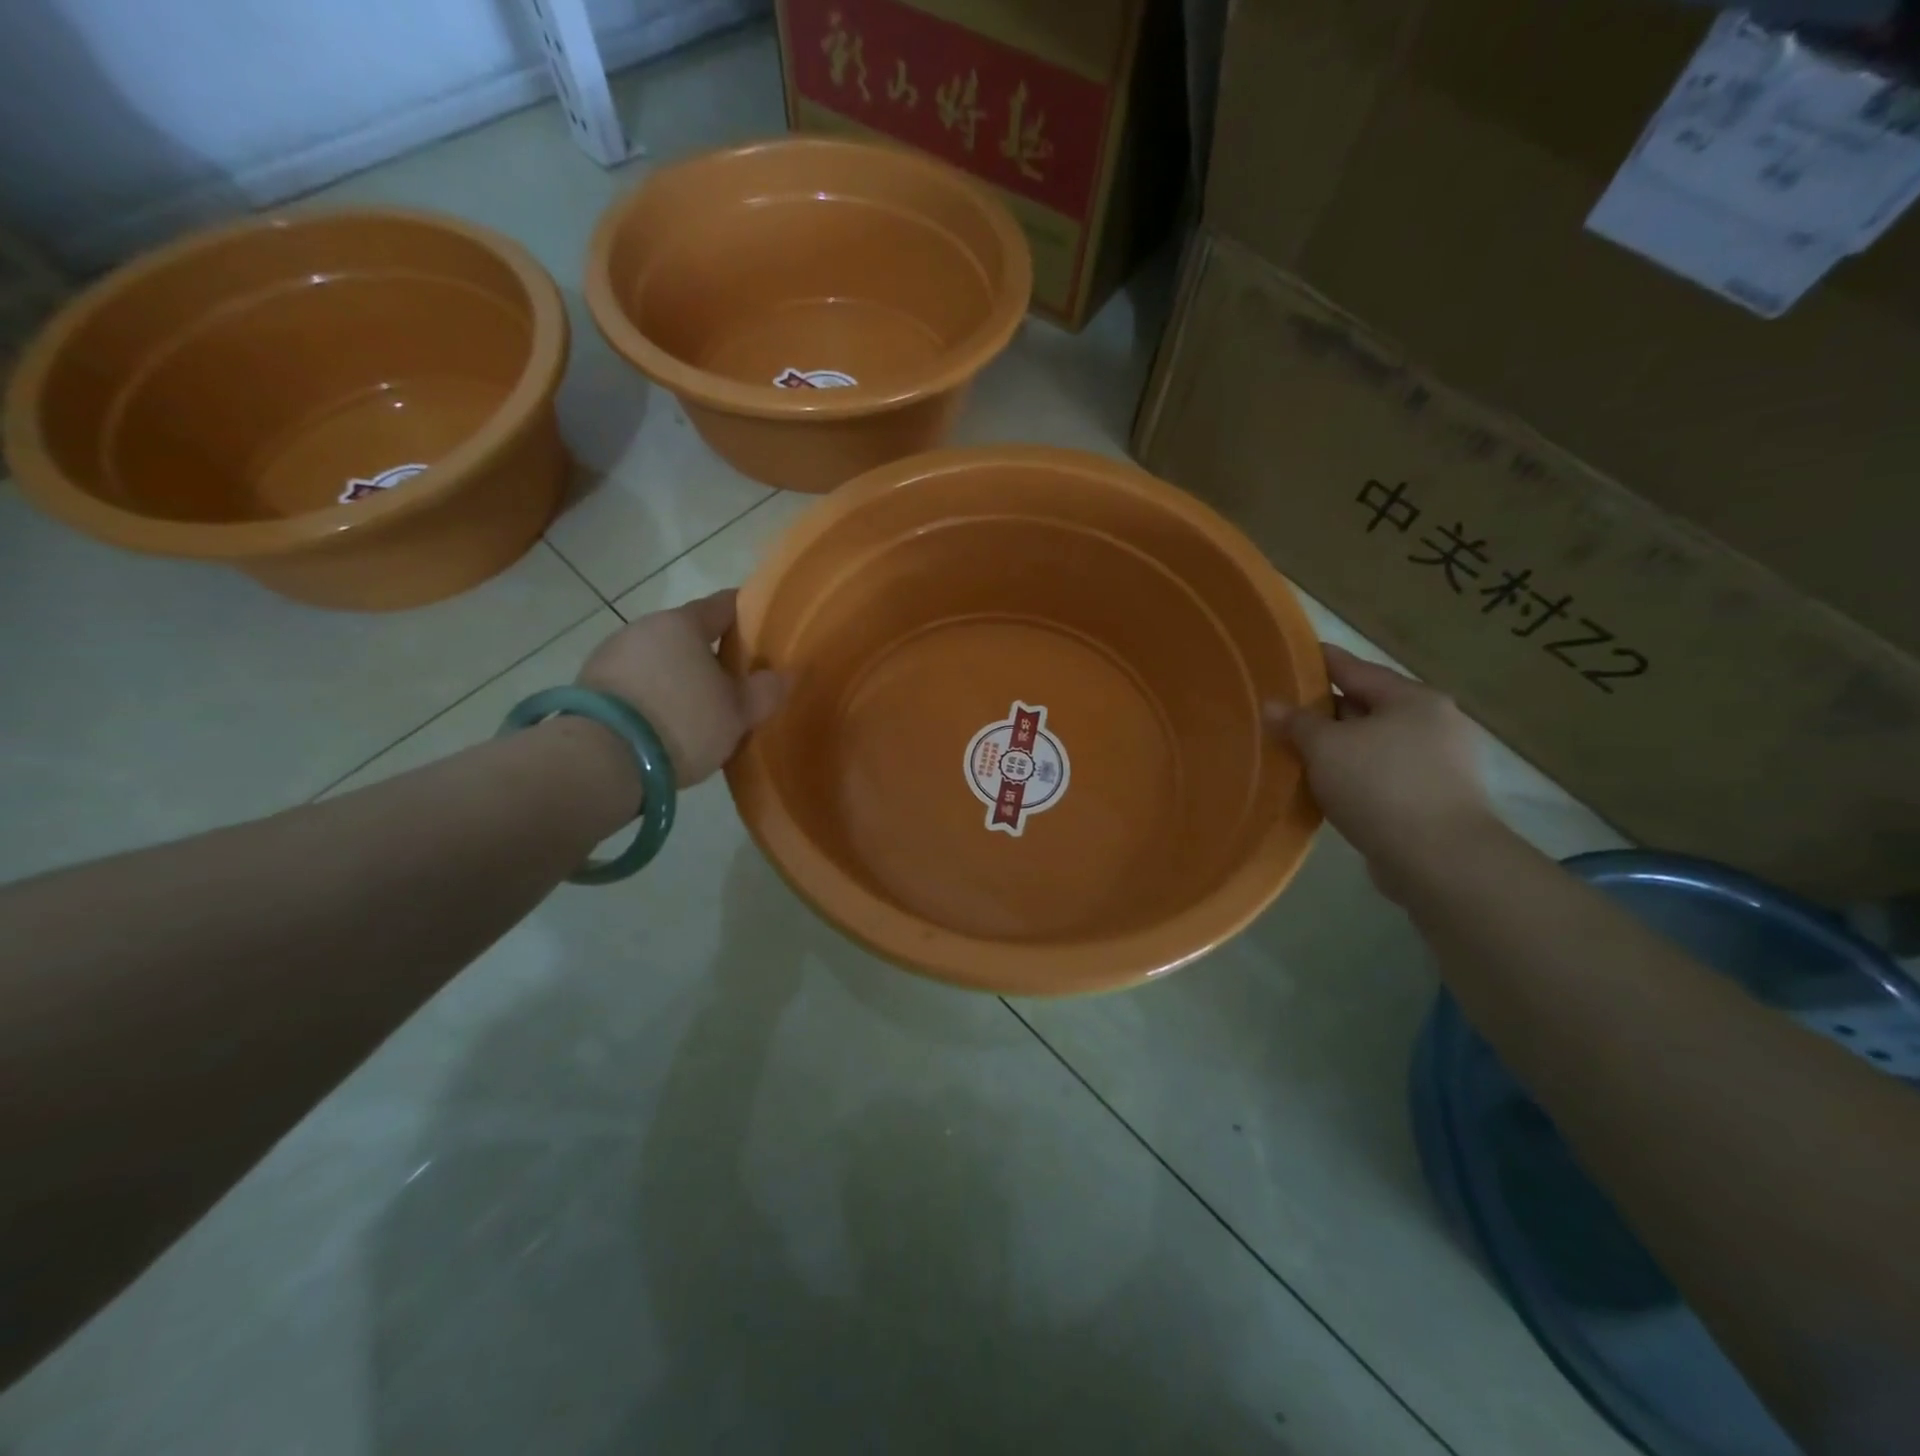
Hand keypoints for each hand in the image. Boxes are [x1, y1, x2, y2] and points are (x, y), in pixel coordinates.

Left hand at [576, 590, 783, 785]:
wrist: (601, 759)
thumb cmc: (682, 722)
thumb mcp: (738, 713)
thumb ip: (765, 691)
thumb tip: (781, 674)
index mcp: (683, 623)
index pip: (723, 606)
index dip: (746, 615)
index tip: (762, 631)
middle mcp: (644, 628)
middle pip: (687, 635)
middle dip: (711, 655)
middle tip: (734, 685)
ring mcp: (611, 655)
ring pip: (659, 660)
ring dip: (678, 678)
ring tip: (697, 711)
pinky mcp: (589, 686)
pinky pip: (635, 684)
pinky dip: (652, 697)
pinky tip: (663, 725)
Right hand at [1271, 645, 1495, 886]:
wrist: (1440, 859)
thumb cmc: (1381, 786)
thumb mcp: (1326, 747)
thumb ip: (1297, 723)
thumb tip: (1273, 705)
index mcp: (1413, 698)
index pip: (1355, 669)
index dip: (1319, 662)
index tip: (1289, 658)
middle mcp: (1434, 723)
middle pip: (1367, 706)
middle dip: (1325, 710)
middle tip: (1283, 713)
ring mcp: (1440, 764)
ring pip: (1374, 744)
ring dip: (1339, 747)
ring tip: (1298, 752)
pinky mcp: (1434, 800)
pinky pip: (1382, 775)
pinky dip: (1354, 775)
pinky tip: (1327, 786)